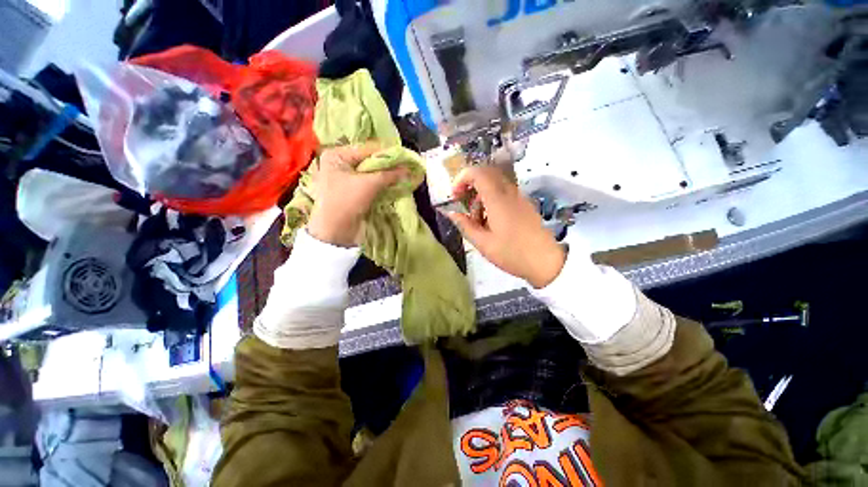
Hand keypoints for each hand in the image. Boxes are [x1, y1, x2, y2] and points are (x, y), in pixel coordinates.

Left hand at [307, 143, 407, 246]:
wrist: (335, 232)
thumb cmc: (346, 201)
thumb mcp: (369, 184)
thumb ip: (389, 174)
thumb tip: (408, 169)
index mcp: (337, 155)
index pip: (367, 149)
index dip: (387, 153)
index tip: (406, 157)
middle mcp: (340, 164)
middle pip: (369, 161)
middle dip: (388, 166)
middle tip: (406, 167)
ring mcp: (346, 179)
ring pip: (371, 174)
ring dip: (387, 176)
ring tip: (404, 176)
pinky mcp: (353, 192)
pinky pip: (370, 184)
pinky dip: (382, 185)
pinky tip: (394, 185)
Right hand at [445, 165, 565, 288]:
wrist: (547, 262)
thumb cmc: (513, 254)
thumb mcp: (484, 244)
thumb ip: (465, 226)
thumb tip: (451, 213)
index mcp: (498, 199)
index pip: (477, 173)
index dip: (461, 179)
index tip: (454, 196)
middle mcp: (510, 192)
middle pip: (486, 174)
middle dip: (470, 185)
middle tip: (463, 204)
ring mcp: (519, 197)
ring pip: (495, 184)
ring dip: (481, 195)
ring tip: (477, 220)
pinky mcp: (525, 204)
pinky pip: (504, 193)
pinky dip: (491, 200)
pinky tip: (491, 222)